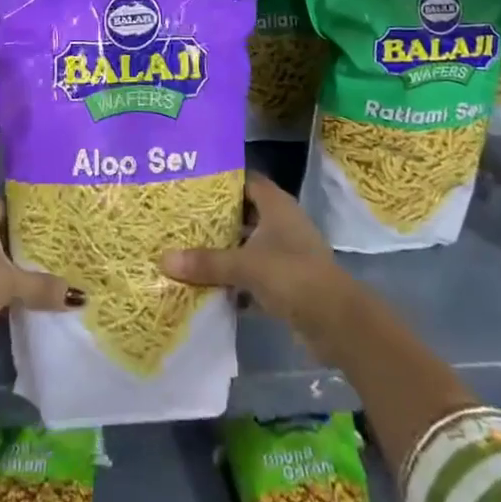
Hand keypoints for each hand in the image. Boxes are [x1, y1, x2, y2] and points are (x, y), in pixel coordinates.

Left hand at [0, 194, 80, 365]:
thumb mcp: (11, 284)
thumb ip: (43, 286)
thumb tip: (81, 297)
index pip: (10, 202)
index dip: (31, 215)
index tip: (54, 227)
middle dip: (19, 242)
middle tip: (50, 253)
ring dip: (1, 264)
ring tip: (33, 275)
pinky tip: (5, 296)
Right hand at [159, 172, 347, 334]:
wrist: (336, 321)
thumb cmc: (291, 275)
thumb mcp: (244, 266)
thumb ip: (206, 262)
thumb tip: (163, 259)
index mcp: (276, 205)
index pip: (245, 180)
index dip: (220, 180)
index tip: (190, 184)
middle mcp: (282, 222)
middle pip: (243, 213)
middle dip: (215, 218)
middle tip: (181, 219)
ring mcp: (286, 253)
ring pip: (248, 245)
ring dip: (225, 251)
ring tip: (187, 251)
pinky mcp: (287, 282)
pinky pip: (254, 274)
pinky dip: (236, 281)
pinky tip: (209, 288)